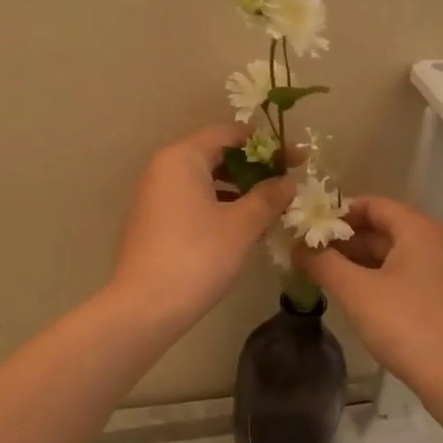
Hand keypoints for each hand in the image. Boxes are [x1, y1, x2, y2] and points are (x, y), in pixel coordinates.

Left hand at [109, 125, 294, 331]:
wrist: (145, 308)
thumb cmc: (197, 256)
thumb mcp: (241, 225)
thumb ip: (268, 197)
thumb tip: (289, 182)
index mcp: (182, 158)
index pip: (229, 134)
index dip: (267, 145)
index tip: (298, 160)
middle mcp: (163, 169)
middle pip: (215, 155)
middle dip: (254, 168)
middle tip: (288, 184)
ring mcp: (154, 196)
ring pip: (205, 181)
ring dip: (239, 190)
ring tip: (271, 208)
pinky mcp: (153, 222)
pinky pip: (192, 201)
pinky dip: (219, 206)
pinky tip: (243, 228)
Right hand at [293, 196, 442, 405]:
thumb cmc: (406, 325)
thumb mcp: (356, 291)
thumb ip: (323, 263)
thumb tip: (297, 247)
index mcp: (420, 230)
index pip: (373, 204)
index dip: (338, 212)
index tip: (308, 227)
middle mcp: (437, 242)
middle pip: (383, 228)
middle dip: (345, 239)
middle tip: (309, 253)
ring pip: (393, 254)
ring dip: (358, 261)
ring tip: (324, 274)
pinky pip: (405, 274)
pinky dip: (378, 277)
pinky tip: (355, 296)